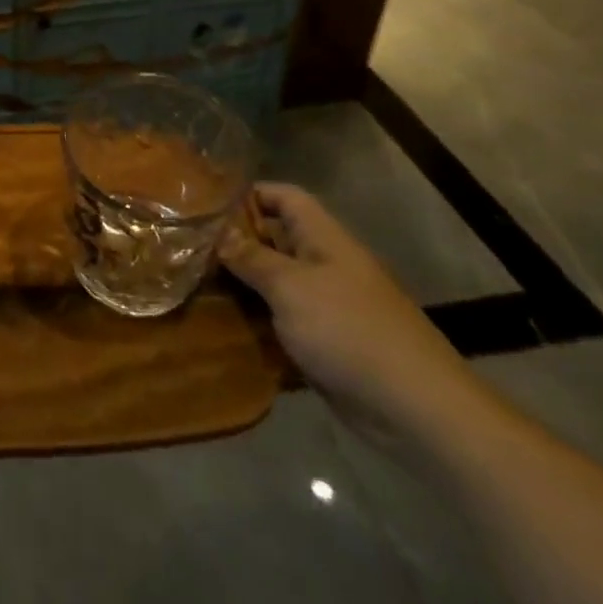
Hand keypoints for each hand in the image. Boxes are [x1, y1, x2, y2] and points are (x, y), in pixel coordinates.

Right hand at [220, 182, 495, 450]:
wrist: (415, 409)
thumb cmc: (349, 331)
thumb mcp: (290, 287)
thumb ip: (251, 258)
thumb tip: (217, 233)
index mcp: (323, 239)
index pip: (283, 197)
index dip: (248, 194)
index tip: (205, 205)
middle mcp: (325, 265)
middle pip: (275, 239)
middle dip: (235, 242)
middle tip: (188, 248)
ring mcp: (327, 306)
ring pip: (275, 284)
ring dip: (242, 286)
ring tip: (194, 285)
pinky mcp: (326, 343)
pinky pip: (283, 321)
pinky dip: (257, 322)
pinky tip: (222, 327)